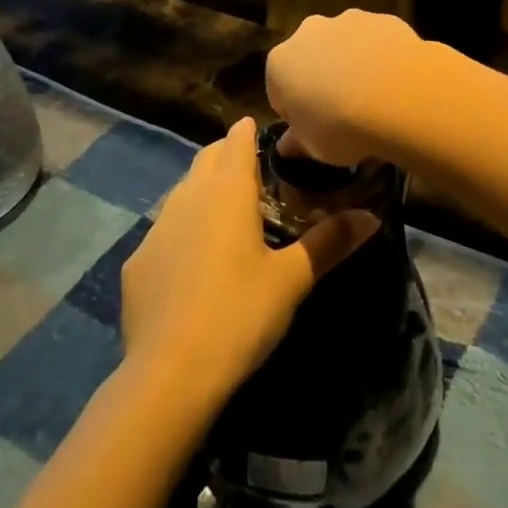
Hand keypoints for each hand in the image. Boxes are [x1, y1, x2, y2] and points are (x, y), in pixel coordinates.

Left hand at [119, 119, 378, 417]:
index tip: (265, 136)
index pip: (236, 139)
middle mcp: (188, 196)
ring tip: (226, 216)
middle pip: (206, 158)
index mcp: (227, 191)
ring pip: (182, 191)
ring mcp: (156, 228)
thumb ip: (330, 242)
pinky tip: (193, 264)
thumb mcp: (292, 280)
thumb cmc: (239, 315)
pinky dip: (181, 231)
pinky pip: (164, 231)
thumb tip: (371, 216)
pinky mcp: (137, 262)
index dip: (249, 132)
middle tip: (254, 173)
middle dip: (227, 155)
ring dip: (203, 191)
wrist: (168, 375)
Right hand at [265, 11, 444, 167]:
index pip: (279, 90)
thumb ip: (297, 142)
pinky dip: (381, 58)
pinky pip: (377, 42)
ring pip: (345, 45)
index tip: (314, 130)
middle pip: (311, 59)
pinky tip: (396, 84)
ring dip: (352, 65)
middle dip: (322, 80)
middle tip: (343, 113)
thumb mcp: (314, 148)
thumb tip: (287, 146)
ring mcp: (349, 20)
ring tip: (374, 100)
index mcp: (281, 62)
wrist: (400, 96)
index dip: (296, 113)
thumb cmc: (342, 126)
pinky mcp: (383, 19)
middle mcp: (309, 32)